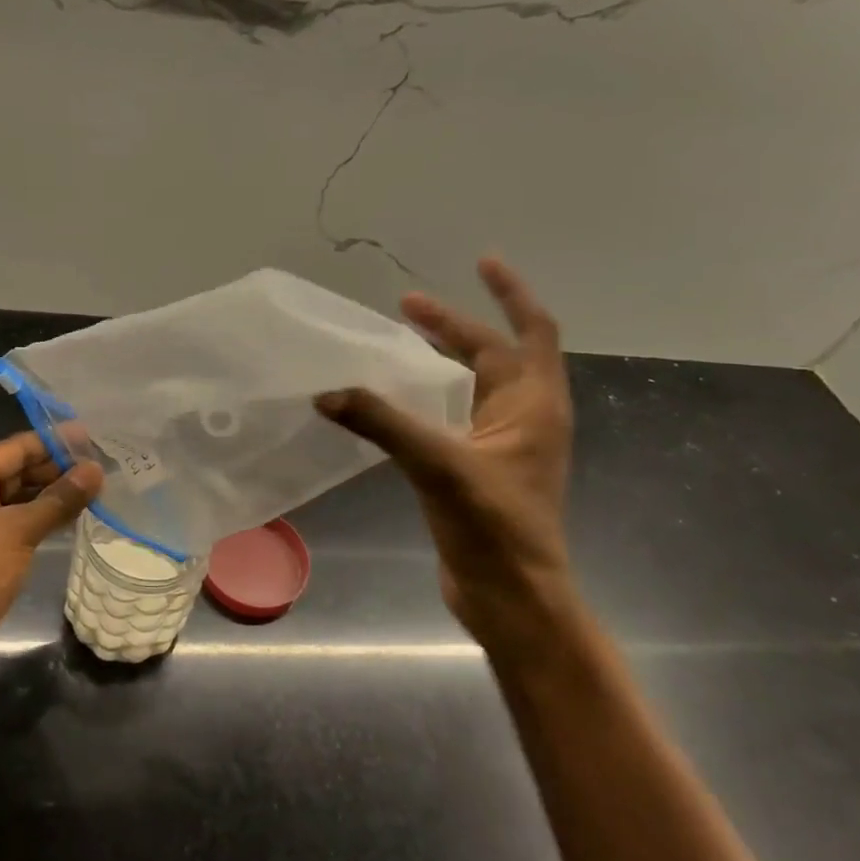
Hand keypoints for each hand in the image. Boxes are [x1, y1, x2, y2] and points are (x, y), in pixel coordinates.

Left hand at [0, 432, 103, 693]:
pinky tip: (79, 516)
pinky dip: (47, 521)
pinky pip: (22, 528)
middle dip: (59, 468)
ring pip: (22, 501)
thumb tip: (95, 470)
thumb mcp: (14, 533)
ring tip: (102, 486)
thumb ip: (57, 500)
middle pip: (18, 472)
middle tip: (107, 463)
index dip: (55, 442)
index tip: (96, 436)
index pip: (15, 449)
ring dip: (57, 495)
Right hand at [316, 257, 573, 648]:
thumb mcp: (438, 465)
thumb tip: (327, 392)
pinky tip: (397, 400)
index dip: (510, 293)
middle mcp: (524, 417)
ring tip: (401, 342)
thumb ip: (382, 423)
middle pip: (494, 354)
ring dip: (444, 360)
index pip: (531, 331)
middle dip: (454, 326)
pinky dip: (431, 397)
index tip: (481, 262)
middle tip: (406, 306)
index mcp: (533, 405)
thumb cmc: (493, 527)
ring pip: (474, 386)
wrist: (511, 598)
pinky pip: (455, 416)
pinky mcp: (478, 470)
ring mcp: (502, 446)